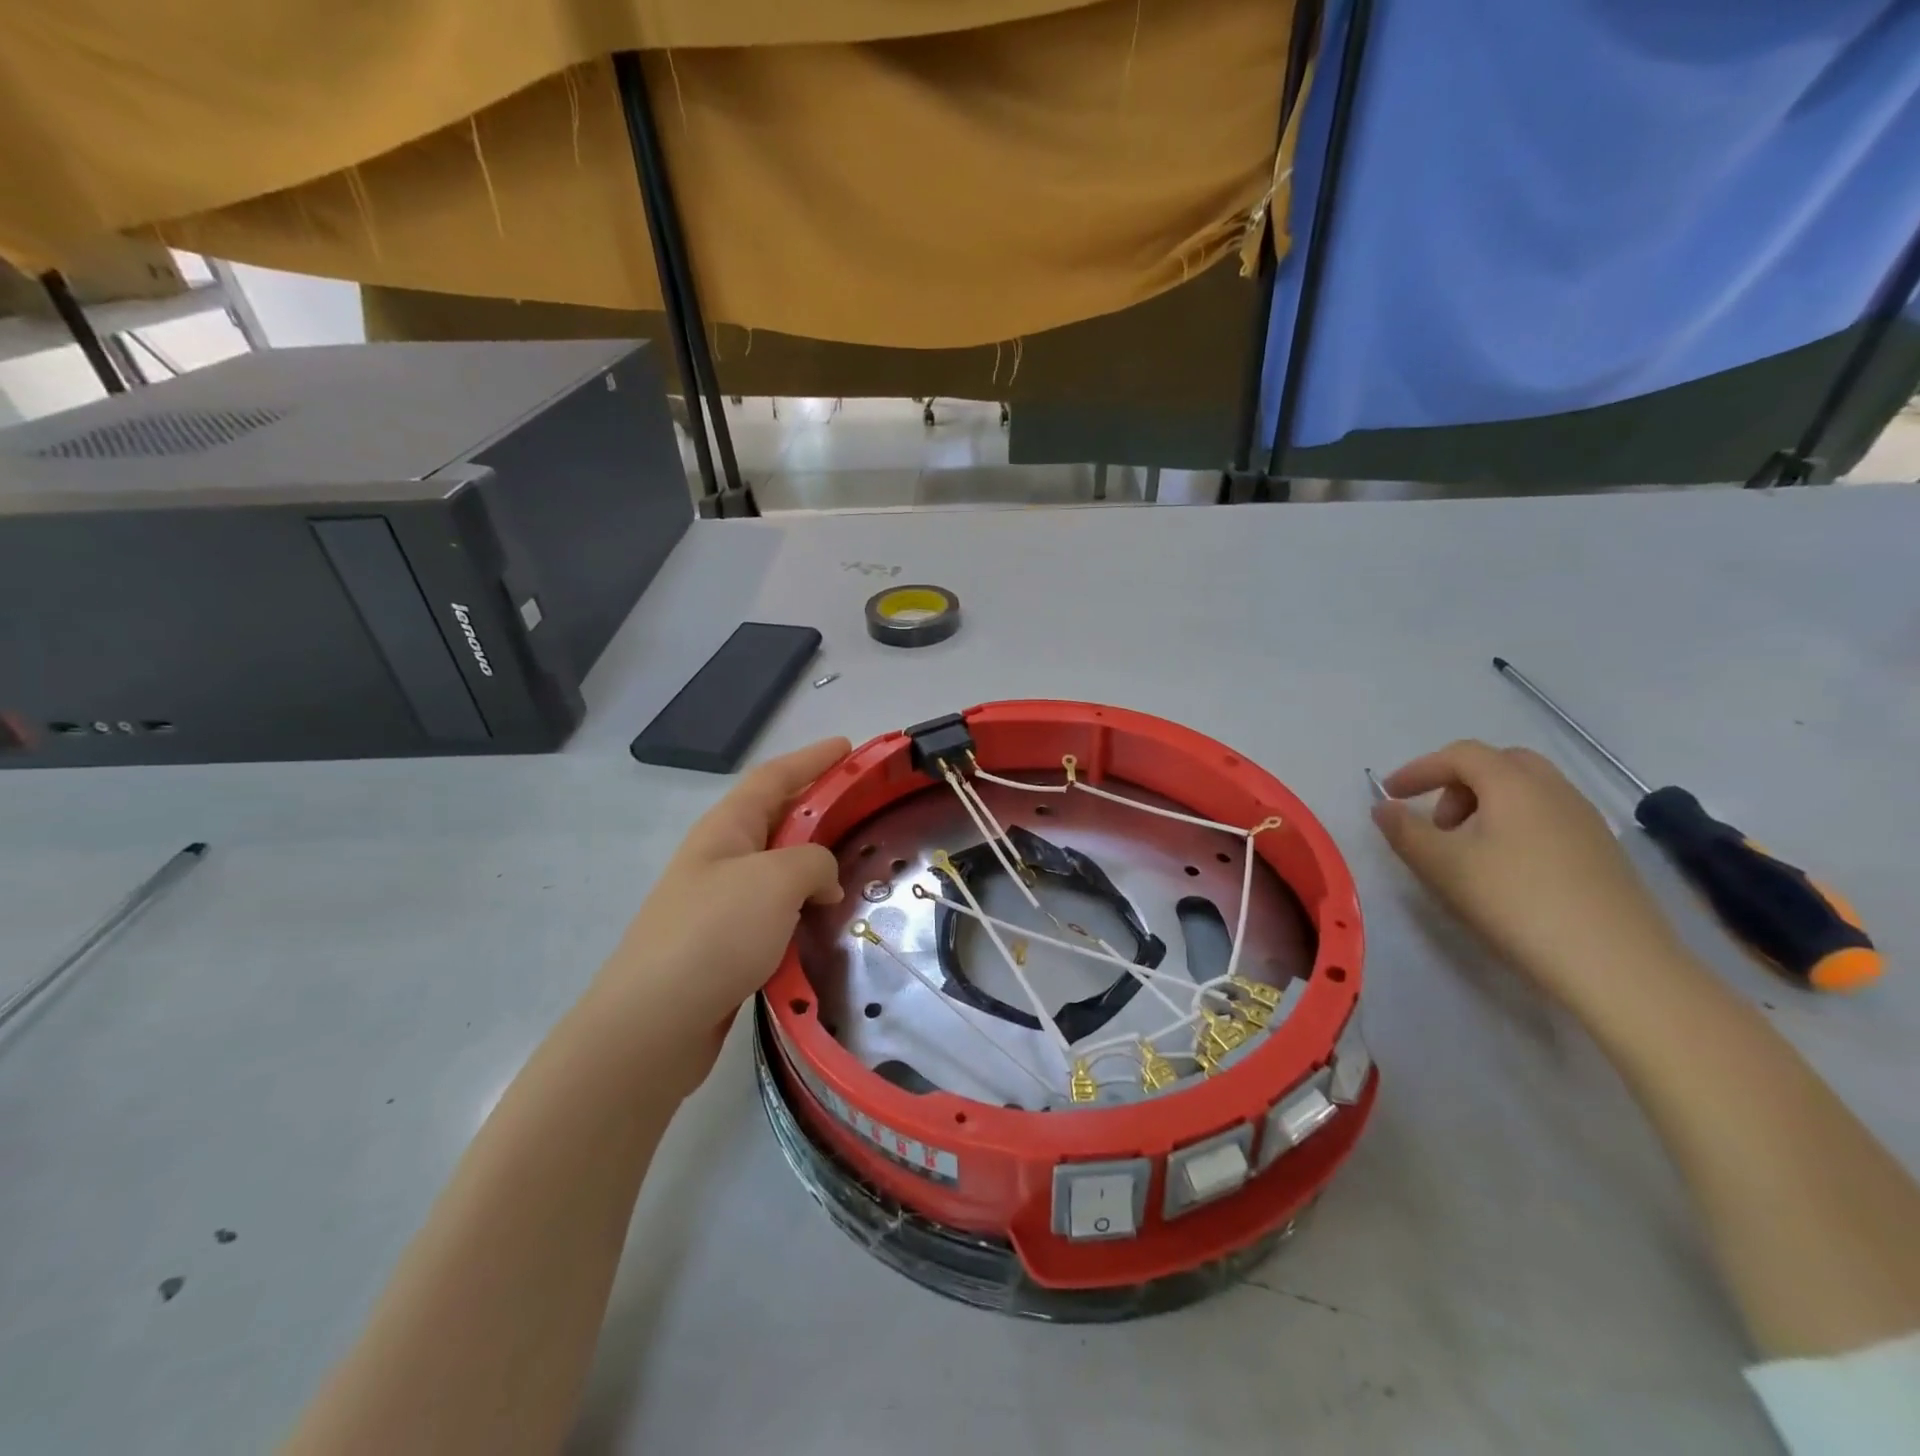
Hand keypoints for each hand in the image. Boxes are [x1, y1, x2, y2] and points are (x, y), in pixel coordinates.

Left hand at [590, 738, 849, 1082]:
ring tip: (856, 865)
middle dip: (818, 807)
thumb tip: (823, 880)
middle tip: (863, 807)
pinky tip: (825, 920)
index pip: (774, 777)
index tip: (849, 747)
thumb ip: (814, 863)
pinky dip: (803, 906)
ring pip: (777, 868)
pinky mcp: (726, 945)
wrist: (654, 1023)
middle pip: (776, 818)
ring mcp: (720, 902)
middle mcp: (720, 858)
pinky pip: (775, 910)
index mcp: (726, 828)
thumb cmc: (715, 933)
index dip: (812, 759)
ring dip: (814, 862)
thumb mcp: (776, 880)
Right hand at [1372, 740, 1683, 1008]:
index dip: (1419, 769)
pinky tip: (1507, 870)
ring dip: (1487, 805)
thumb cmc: (1515, 902)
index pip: (1460, 755)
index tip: (1390, 794)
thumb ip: (1404, 831)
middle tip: (1436, 821)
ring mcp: (1587, 821)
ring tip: (1467, 850)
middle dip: (1458, 783)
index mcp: (1514, 784)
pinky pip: (1549, 817)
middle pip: (1500, 764)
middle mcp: (1555, 790)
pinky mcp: (1604, 853)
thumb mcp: (1442, 866)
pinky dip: (1516, 825)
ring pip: (1527, 791)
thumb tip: (1383, 807)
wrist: (1617, 964)